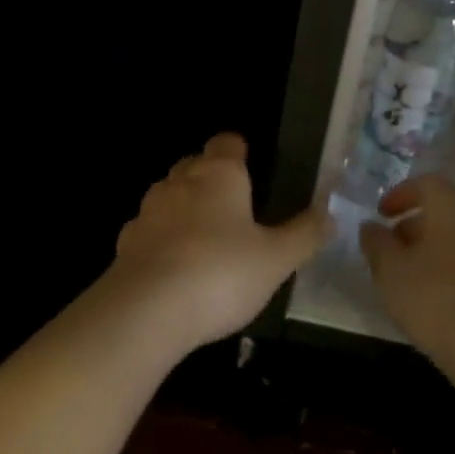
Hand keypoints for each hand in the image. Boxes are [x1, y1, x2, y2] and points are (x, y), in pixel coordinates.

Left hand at [107, 133, 328, 353]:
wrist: (146, 311)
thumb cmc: (221, 273)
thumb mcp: (276, 259)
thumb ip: (304, 235)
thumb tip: (329, 215)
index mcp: (220, 174)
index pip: (227, 142)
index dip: (238, 150)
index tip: (249, 165)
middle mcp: (180, 182)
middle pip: (194, 165)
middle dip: (210, 179)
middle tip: (233, 207)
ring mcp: (148, 211)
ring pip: (168, 196)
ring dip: (183, 209)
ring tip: (205, 239)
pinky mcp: (125, 244)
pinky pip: (148, 231)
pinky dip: (161, 241)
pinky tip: (173, 269)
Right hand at [359, 175, 454, 367]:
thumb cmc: (432, 296)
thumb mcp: (389, 268)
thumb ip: (376, 242)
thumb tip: (371, 227)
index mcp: (451, 206)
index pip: (426, 183)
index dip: (400, 195)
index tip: (381, 214)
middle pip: (443, 208)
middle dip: (413, 221)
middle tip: (390, 243)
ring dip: (430, 244)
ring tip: (405, 270)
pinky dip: (447, 263)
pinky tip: (430, 290)